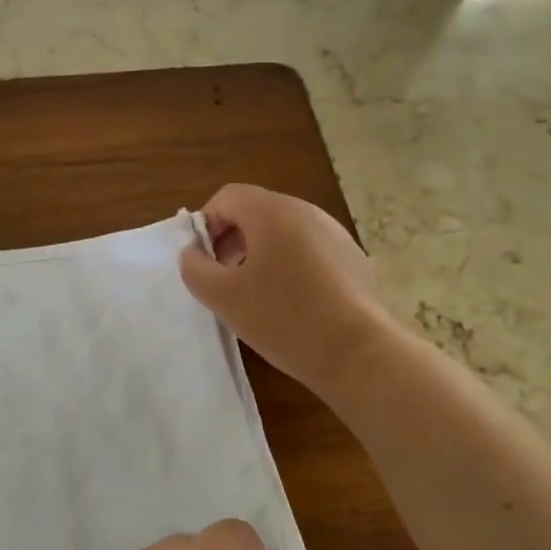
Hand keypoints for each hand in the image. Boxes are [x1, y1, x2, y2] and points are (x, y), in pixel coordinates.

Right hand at [180, 183, 383, 399]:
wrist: (357, 352)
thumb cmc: (282, 318)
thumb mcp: (223, 297)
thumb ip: (196, 269)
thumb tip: (193, 254)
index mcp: (272, 212)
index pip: (227, 197)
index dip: (206, 224)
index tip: (203, 262)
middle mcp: (306, 212)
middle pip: (256, 212)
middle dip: (231, 240)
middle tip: (223, 279)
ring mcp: (334, 234)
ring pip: (283, 232)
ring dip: (259, 254)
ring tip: (254, 294)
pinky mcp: (353, 258)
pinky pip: (309, 250)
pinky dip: (290, 266)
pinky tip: (290, 304)